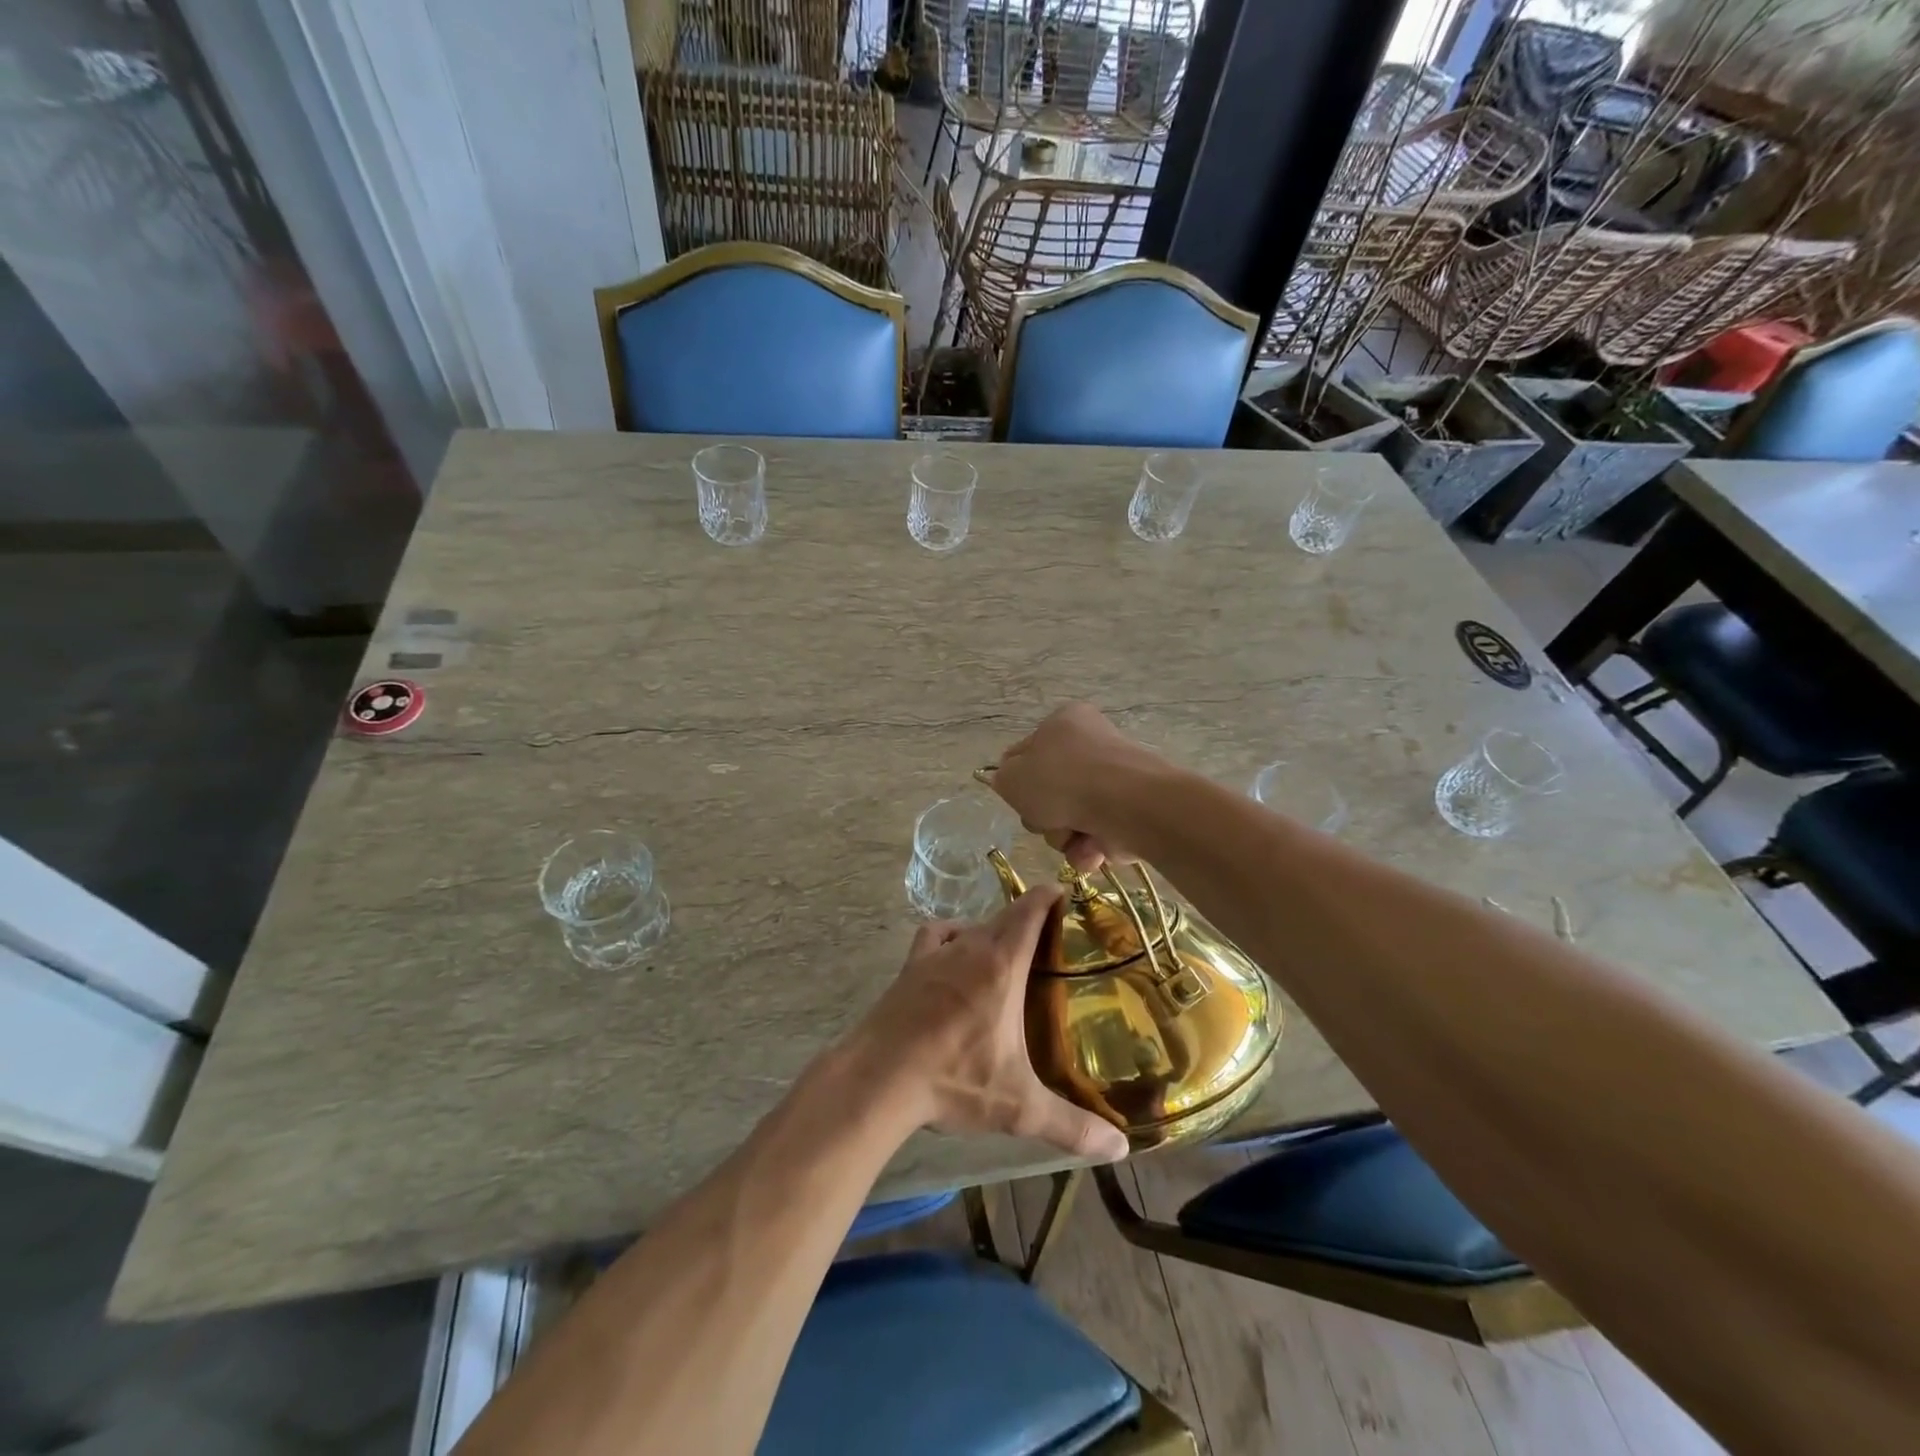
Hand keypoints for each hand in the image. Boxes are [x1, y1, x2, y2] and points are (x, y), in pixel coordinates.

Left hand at [849, 887, 1129, 1162]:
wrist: (878, 1078)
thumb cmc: (953, 1081)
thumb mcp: (1019, 1107)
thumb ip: (1072, 1127)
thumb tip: (1121, 1149)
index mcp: (1002, 964)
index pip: (1030, 909)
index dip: (1050, 896)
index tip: (1068, 896)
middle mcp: (970, 946)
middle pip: (1004, 916)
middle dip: (1029, 918)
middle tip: (1053, 941)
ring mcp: (935, 954)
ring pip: (971, 926)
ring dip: (991, 932)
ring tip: (1007, 956)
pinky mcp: (910, 967)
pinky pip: (936, 935)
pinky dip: (950, 936)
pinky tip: (954, 957)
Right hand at [989, 703, 1162, 870]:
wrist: (1125, 804)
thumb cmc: (1062, 780)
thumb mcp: (1011, 776)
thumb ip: (1002, 778)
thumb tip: (1009, 781)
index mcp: (1064, 722)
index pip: (1027, 754)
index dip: (1018, 781)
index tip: (1020, 797)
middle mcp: (1091, 747)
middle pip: (1049, 792)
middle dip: (1043, 816)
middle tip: (1046, 818)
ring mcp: (1114, 782)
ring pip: (1070, 819)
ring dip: (1063, 836)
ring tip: (1073, 836)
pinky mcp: (1131, 813)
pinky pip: (1095, 836)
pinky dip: (1088, 848)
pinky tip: (1091, 849)